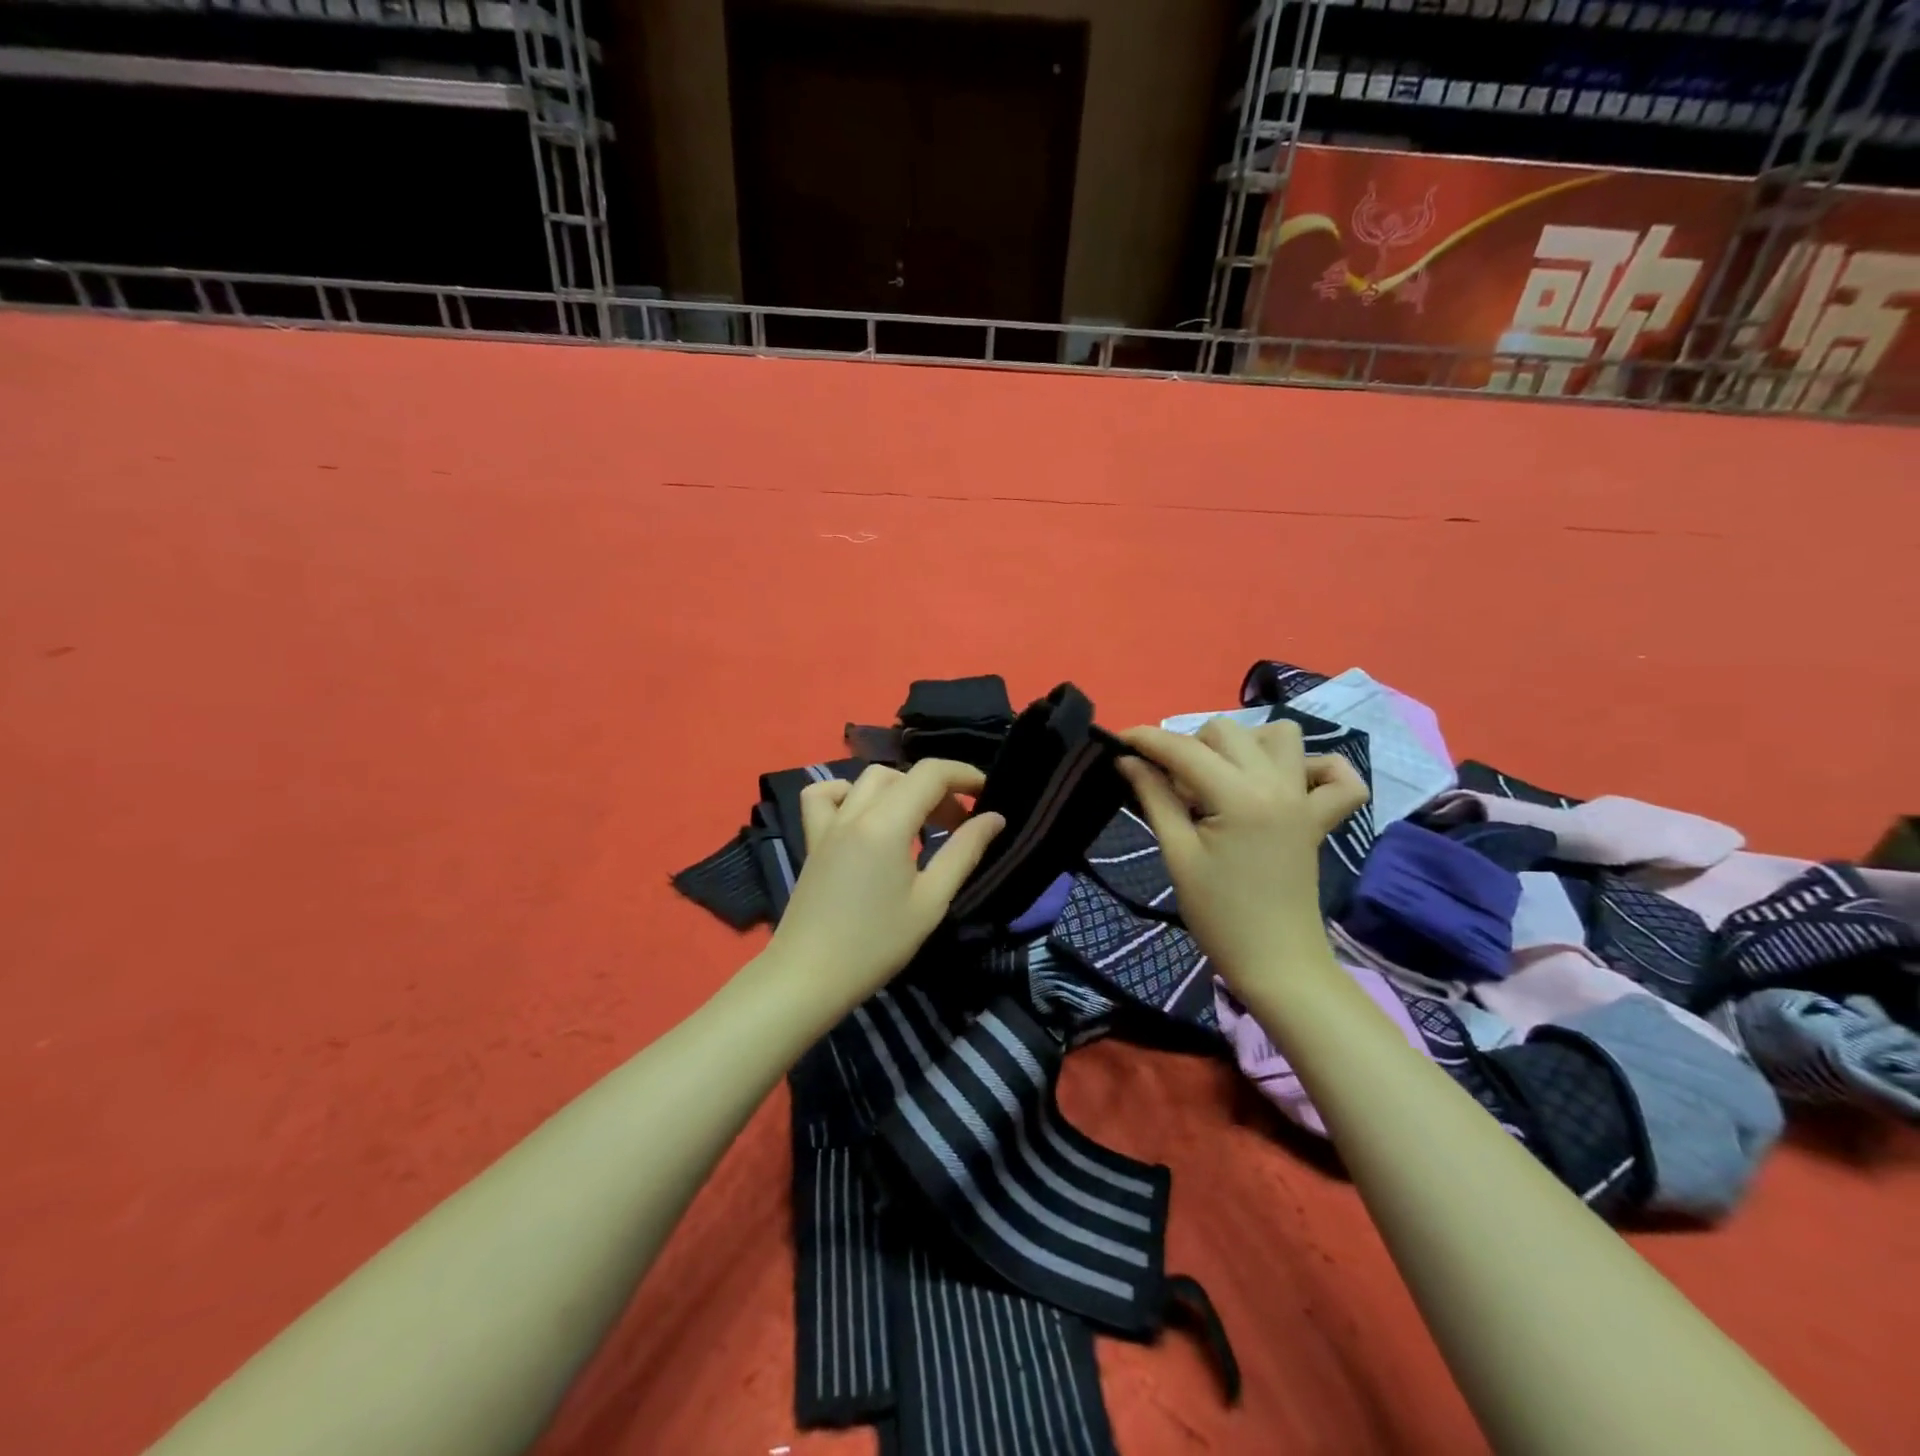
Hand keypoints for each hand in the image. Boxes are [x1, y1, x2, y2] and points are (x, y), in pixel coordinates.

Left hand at [765, 759, 1005, 1010]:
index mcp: (886, 824)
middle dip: (938, 789)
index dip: (964, 774)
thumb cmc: (876, 944)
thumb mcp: (931, 901)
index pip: (931, 773)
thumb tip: (994, 817)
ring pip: (868, 780)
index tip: (987, 794)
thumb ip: (964, 852)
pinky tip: (862, 815)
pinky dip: (847, 793)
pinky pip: (824, 797)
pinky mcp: (813, 841)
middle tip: (959, 825)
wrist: (808, 976)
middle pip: (903, 775)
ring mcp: (828, 824)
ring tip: (918, 821)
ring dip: (901, 788)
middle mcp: (855, 812)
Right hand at [1116, 718, 1368, 993]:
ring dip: (1244, 744)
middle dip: (1189, 746)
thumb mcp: (1177, 854)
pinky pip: (1335, 774)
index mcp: (1239, 797)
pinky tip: (1284, 783)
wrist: (1276, 963)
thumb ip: (1154, 798)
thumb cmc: (1218, 914)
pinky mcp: (1319, 816)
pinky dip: (1313, 767)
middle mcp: (1277, 784)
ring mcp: (1304, 798)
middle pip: (1225, 732)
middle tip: (1170, 786)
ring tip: (1220, 777)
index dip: (1145, 739)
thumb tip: (1127, 760)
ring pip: (1279, 736)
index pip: (1184, 750)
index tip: (1116, 741)